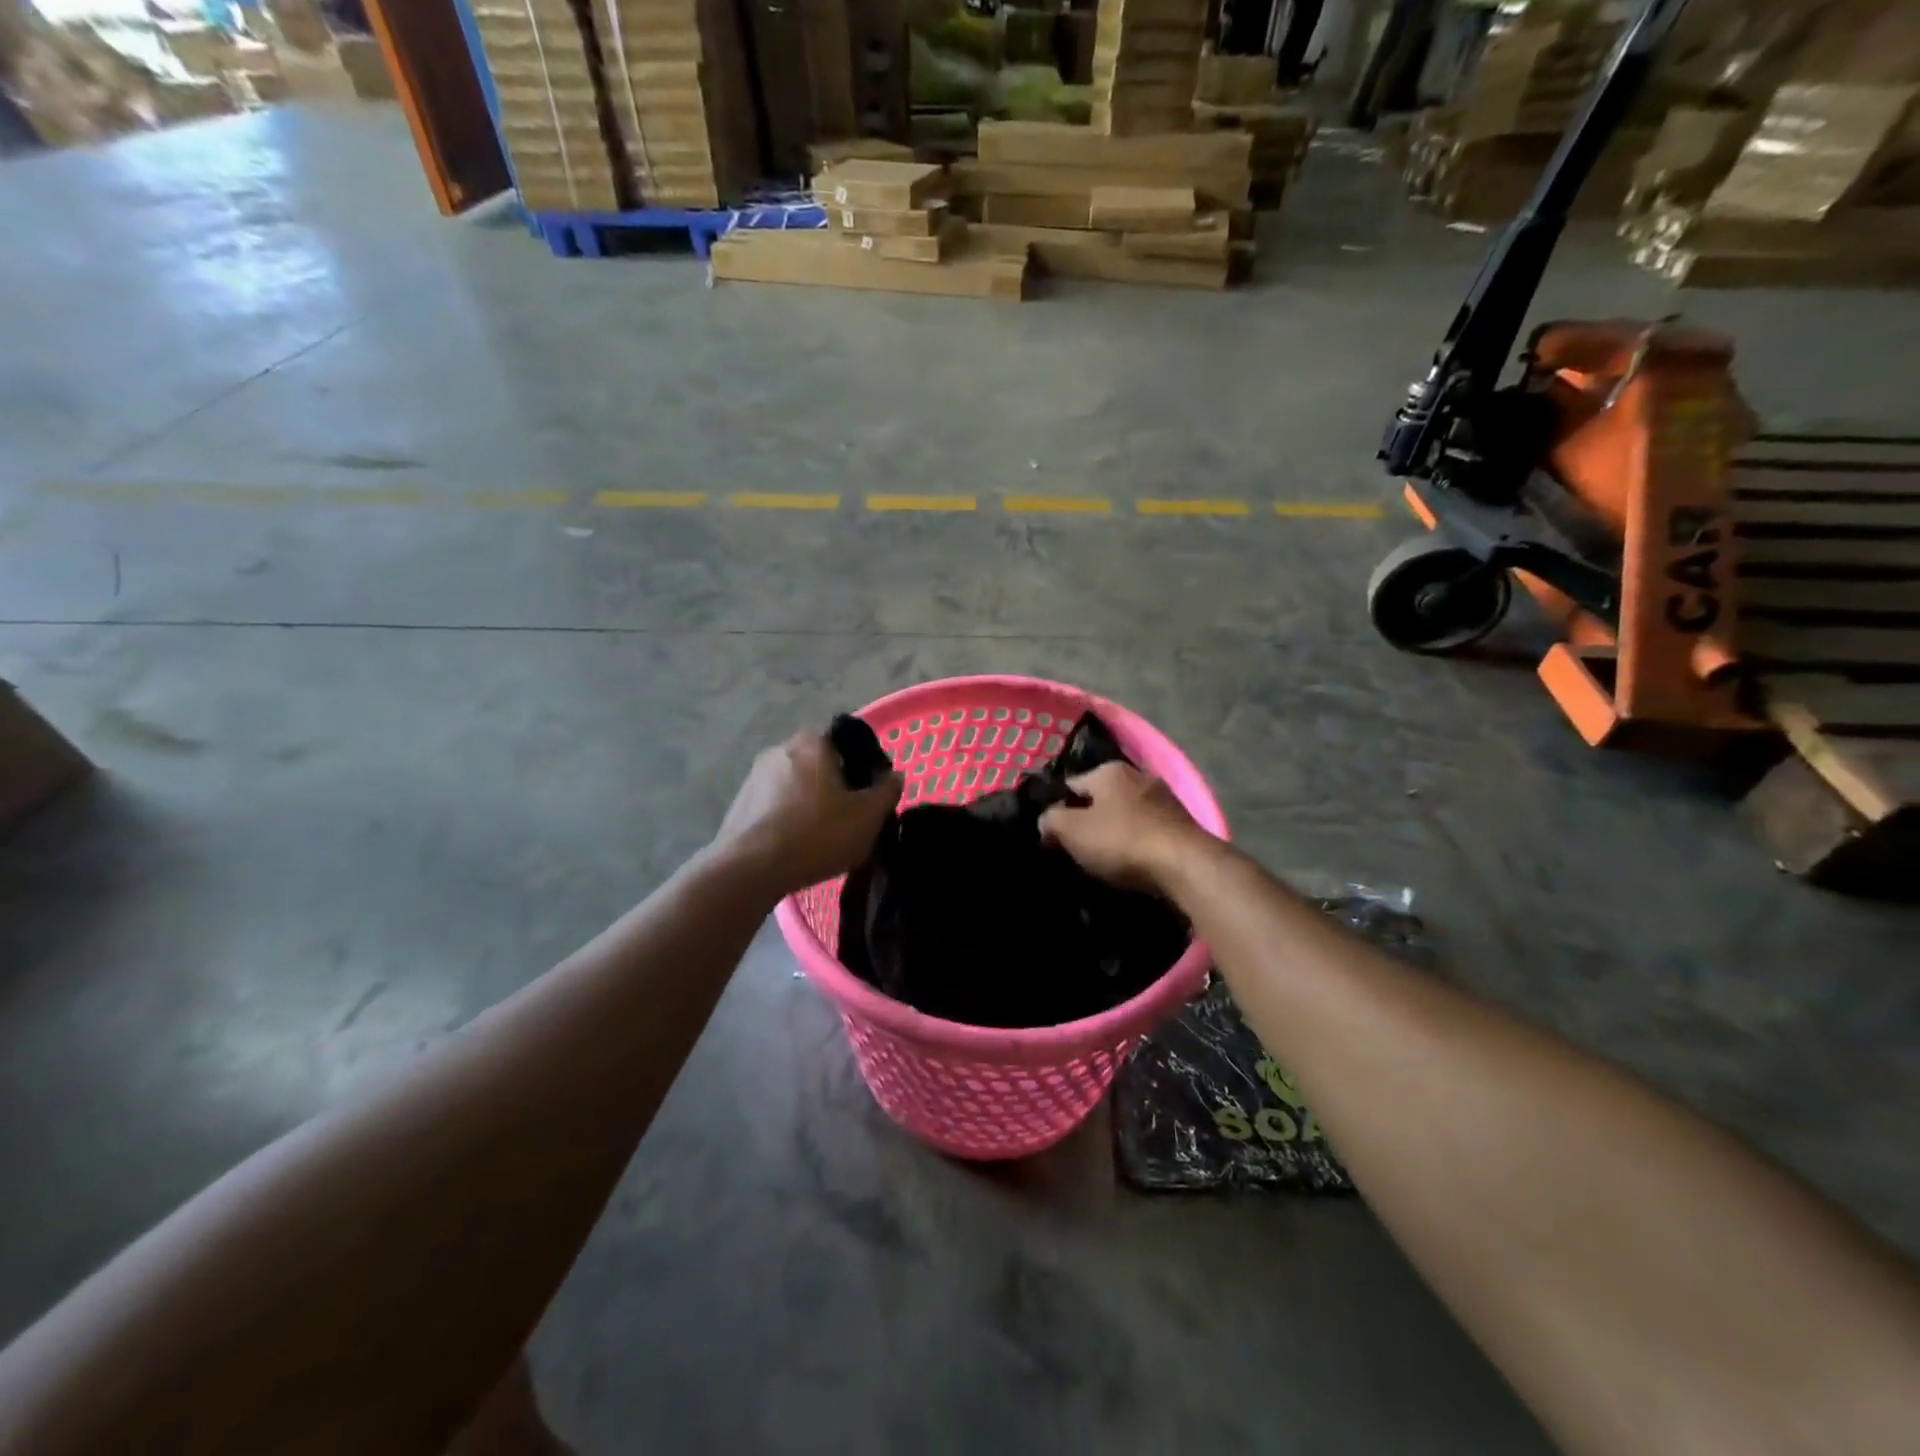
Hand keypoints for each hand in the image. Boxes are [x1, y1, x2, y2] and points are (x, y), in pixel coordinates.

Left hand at [713, 731, 903, 894]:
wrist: (750, 869)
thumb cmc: (817, 834)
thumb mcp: (868, 816)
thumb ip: (887, 791)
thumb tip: (894, 776)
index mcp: (813, 741)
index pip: (847, 738)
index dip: (864, 762)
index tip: (872, 790)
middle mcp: (780, 748)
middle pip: (820, 761)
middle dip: (836, 783)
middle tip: (852, 814)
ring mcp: (754, 776)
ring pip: (796, 783)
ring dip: (811, 801)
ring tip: (824, 834)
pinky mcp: (740, 803)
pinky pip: (775, 804)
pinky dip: (789, 817)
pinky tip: (797, 844)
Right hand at [1038, 761, 1210, 891]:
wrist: (1185, 865)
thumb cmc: (1122, 840)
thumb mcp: (1073, 831)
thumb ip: (1051, 820)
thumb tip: (1046, 819)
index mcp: (1109, 770)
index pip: (1071, 785)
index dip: (1057, 809)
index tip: (1052, 835)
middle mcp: (1138, 775)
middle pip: (1101, 799)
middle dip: (1088, 819)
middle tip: (1076, 849)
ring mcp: (1164, 798)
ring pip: (1126, 814)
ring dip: (1115, 832)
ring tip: (1104, 860)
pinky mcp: (1182, 823)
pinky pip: (1147, 830)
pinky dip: (1137, 843)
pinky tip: (1132, 863)